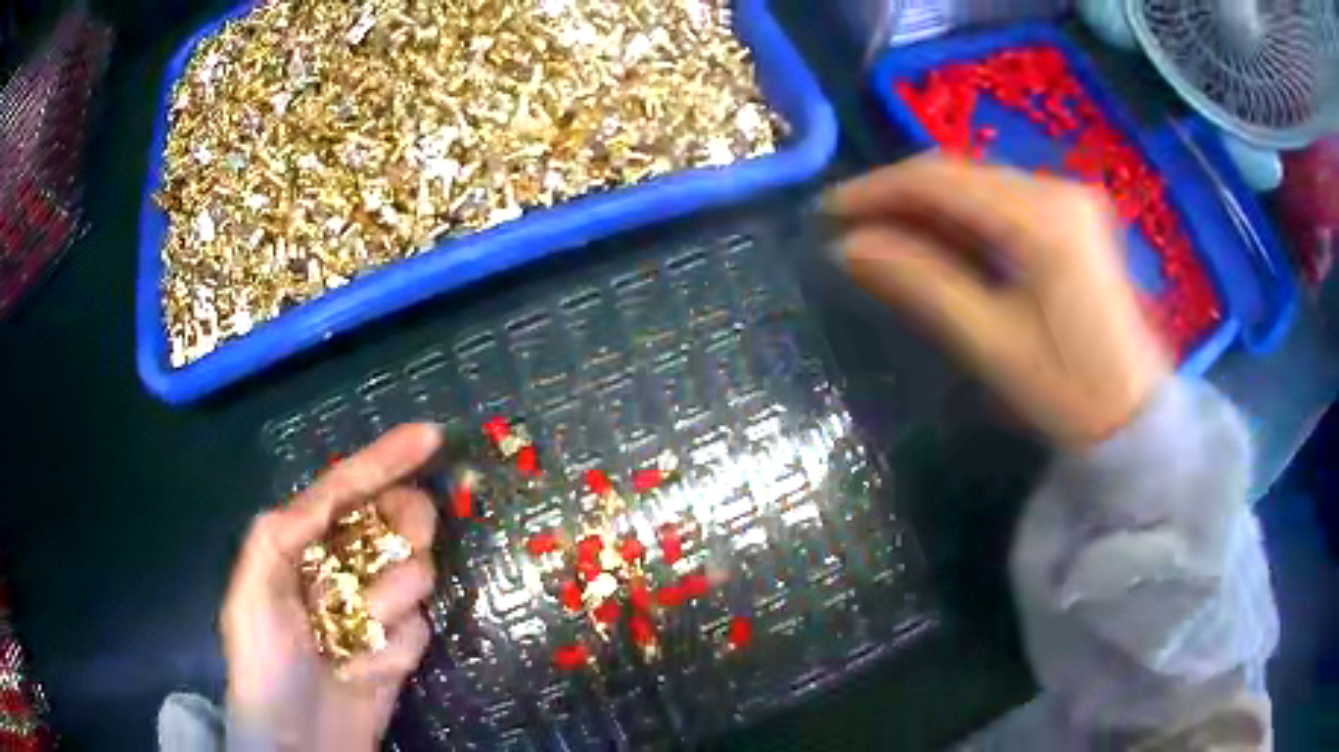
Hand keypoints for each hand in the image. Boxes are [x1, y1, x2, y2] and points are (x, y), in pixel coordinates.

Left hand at [222, 424, 441, 750]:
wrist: (299, 738)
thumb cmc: (265, 659)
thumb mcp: (253, 588)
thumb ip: (281, 532)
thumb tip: (327, 500)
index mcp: (304, 543)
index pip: (348, 488)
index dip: (388, 458)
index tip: (432, 436)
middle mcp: (344, 566)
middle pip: (396, 521)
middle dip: (404, 530)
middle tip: (399, 552)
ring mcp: (375, 608)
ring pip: (415, 574)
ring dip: (391, 603)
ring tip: (358, 635)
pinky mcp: (399, 646)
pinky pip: (419, 628)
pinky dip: (395, 647)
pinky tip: (366, 668)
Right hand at [826, 155, 1169, 446]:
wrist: (1134, 414)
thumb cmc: (1067, 390)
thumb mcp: (990, 341)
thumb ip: (921, 282)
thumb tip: (849, 246)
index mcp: (1042, 218)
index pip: (942, 179)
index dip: (878, 189)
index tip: (830, 211)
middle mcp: (1056, 189)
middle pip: (960, 173)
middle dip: (900, 194)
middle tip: (852, 226)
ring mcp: (1068, 198)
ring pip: (979, 183)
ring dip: (929, 204)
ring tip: (883, 232)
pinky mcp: (1072, 216)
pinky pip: (1002, 199)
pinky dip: (963, 214)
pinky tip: (937, 236)